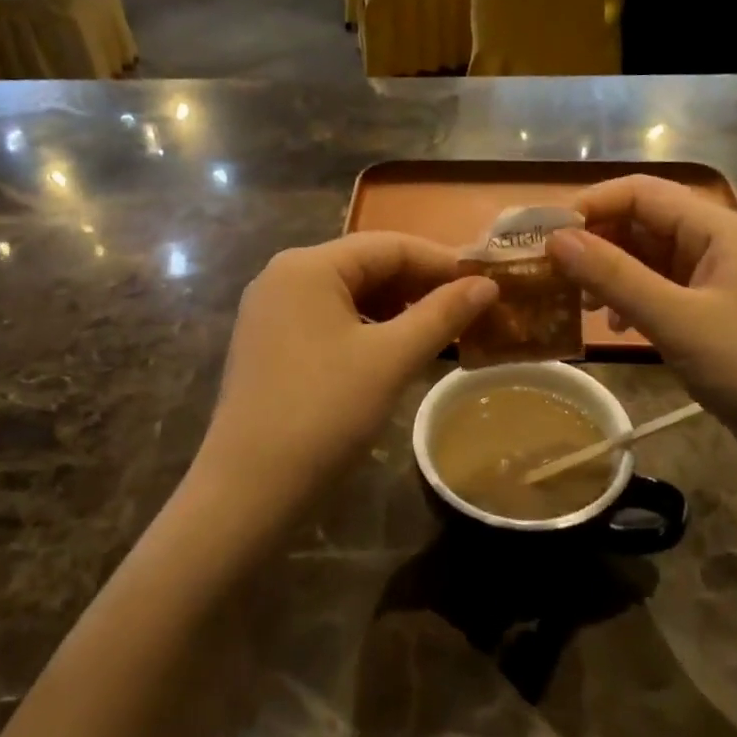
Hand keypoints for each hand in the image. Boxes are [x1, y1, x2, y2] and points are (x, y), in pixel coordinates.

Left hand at [187, 234, 496, 541]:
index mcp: (308, 266)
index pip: (389, 245)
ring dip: (398, 309)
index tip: (487, 282)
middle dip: (421, 286)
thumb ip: (442, 315)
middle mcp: (284, 276)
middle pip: (367, 266)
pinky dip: (369, 329)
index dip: (442, 262)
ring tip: (442, 331)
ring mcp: (271, 312)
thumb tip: (487, 284)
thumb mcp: (392, 359)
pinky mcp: (269, 345)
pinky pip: (330, 321)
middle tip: (471, 310)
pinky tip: (397, 351)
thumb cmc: (324, 413)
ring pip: (350, 295)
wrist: (248, 490)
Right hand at [547, 176, 736, 481]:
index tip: (545, 236)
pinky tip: (619, 328)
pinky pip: (667, 294)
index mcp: (720, 229)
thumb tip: (555, 239)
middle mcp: (722, 246)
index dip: (591, 205)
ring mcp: (724, 284)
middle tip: (552, 274)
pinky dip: (636, 302)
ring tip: (580, 302)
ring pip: (654, 261)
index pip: (643, 192)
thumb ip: (614, 277)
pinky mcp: (722, 320)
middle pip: (647, 223)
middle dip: (598, 242)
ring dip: (613, 274)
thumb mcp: (678, 321)